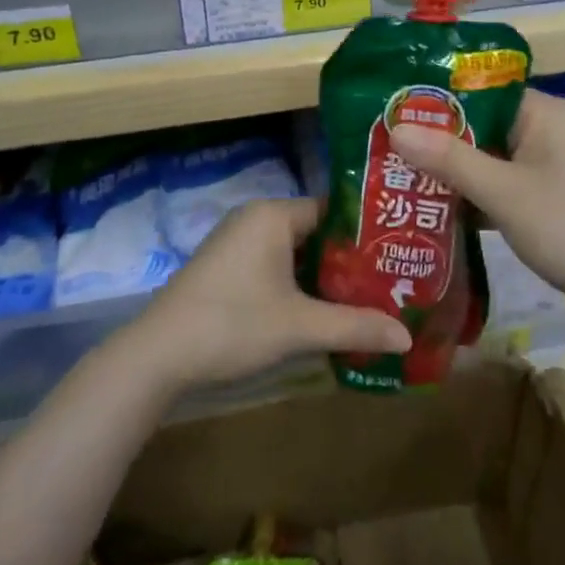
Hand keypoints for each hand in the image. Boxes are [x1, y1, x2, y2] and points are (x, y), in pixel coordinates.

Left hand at [126, 197, 409, 393]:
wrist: (157, 354)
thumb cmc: (233, 324)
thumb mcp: (300, 327)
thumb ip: (355, 326)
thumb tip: (406, 336)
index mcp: (274, 215)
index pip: (332, 210)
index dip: (365, 233)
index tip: (396, 254)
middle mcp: (255, 217)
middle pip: (314, 231)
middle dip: (347, 259)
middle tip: (387, 282)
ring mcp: (235, 241)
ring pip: (294, 251)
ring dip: (321, 275)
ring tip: (362, 299)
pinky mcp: (224, 266)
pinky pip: (273, 264)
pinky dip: (296, 283)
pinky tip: (317, 311)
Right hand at [389, 89, 564, 327]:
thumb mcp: (504, 192)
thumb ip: (449, 159)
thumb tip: (396, 128)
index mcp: (541, 113)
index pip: (479, 89)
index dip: (435, 98)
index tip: (390, 109)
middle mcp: (545, 132)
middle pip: (479, 126)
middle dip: (435, 139)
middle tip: (382, 146)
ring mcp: (547, 168)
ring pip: (487, 159)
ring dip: (450, 171)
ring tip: (395, 176)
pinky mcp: (547, 201)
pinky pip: (499, 187)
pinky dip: (471, 196)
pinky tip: (431, 209)